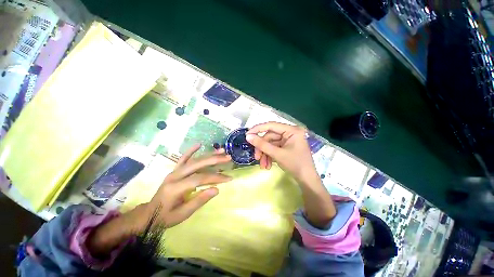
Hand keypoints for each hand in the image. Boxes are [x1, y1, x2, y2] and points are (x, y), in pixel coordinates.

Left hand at [147, 144, 231, 226]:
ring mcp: (174, 171)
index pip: (200, 179)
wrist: (149, 213)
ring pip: (194, 160)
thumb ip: (199, 201)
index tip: (228, 178)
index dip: (215, 178)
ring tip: (221, 150)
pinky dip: (191, 151)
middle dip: (215, 160)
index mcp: (176, 188)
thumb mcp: (182, 214)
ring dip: (208, 154)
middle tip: (228, 158)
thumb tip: (216, 190)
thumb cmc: (166, 217)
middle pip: (198, 164)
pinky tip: (199, 144)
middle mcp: (175, 176)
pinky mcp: (174, 170)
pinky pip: (183, 158)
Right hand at [246, 122, 335, 227]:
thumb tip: (248, 136)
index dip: (258, 129)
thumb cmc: (295, 165)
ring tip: (263, 166)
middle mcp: (290, 133)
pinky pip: (274, 149)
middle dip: (262, 149)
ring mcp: (288, 140)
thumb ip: (262, 144)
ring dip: (265, 154)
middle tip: (256, 158)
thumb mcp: (277, 154)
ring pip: (270, 144)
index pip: (271, 125)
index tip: (247, 135)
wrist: (307, 180)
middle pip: (269, 137)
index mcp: (292, 130)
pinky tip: (267, 165)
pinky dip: (269, 156)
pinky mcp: (286, 147)